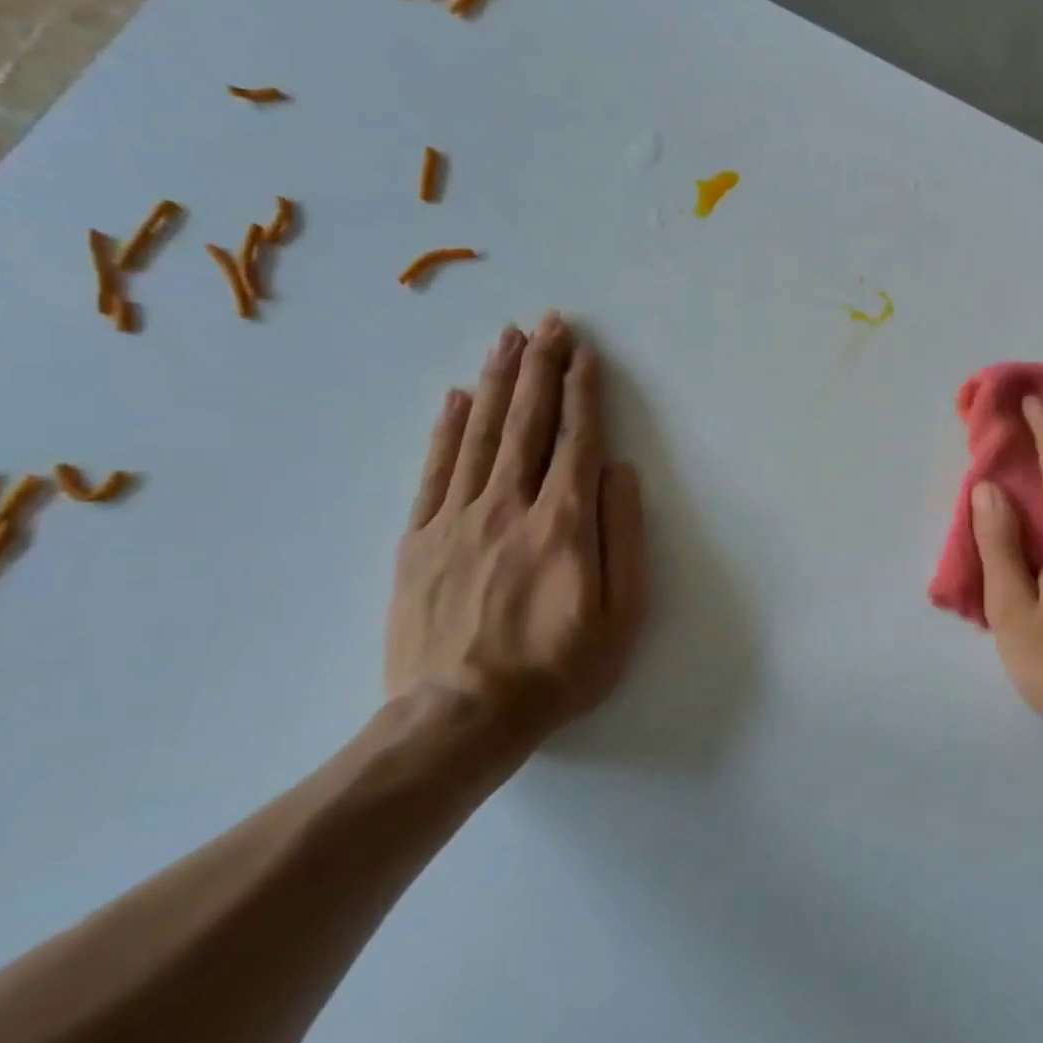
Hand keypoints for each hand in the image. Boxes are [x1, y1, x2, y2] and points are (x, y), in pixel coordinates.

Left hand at [384, 312, 648, 742]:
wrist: (458, 720)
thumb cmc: (558, 670)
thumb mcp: (621, 614)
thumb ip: (623, 536)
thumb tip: (619, 471)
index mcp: (562, 523)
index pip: (577, 440)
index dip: (583, 392)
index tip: (584, 352)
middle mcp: (508, 507)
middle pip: (527, 423)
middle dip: (541, 367)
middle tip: (549, 322)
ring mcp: (456, 520)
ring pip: (480, 434)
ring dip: (498, 381)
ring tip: (508, 338)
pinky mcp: (418, 540)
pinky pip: (434, 470)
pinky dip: (447, 428)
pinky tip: (457, 396)